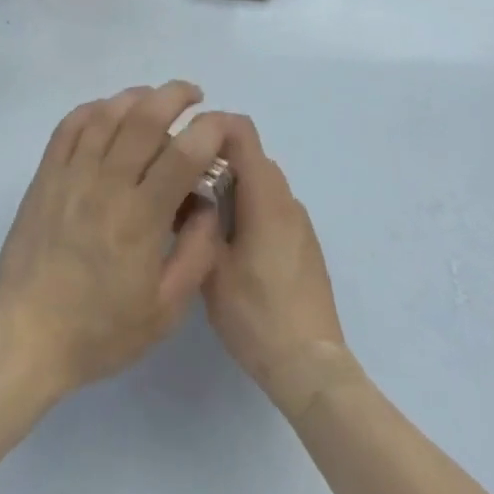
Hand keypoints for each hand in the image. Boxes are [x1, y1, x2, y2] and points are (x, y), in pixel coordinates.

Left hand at [0, 82, 229, 398]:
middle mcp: (107, 183)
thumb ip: (196, 254)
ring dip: (135, 96)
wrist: (27, 334)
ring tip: (154, 97)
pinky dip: (93, 108)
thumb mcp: (165, 310)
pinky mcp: (46, 174)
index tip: (223, 123)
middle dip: (174, 96)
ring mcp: (72, 174)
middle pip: (144, 119)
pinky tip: (107, 110)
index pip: (182, 155)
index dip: (209, 130)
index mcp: (141, 217)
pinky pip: (70, 126)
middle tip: (193, 96)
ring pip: (107, 114)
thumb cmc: (100, 330)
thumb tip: (208, 205)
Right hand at [202, 115, 359, 418]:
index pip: (241, 129)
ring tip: (200, 214)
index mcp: (265, 196)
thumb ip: (196, 218)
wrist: (312, 368)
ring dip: (231, 184)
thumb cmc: (257, 315)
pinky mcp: (304, 243)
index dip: (210, 125)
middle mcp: (286, 198)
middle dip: (214, 158)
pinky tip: (229, 243)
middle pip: (249, 154)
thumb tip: (182, 186)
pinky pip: (271, 205)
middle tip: (182, 183)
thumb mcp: (210, 267)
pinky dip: (248, 206)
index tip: (182, 144)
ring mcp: (299, 221)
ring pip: (259, 181)